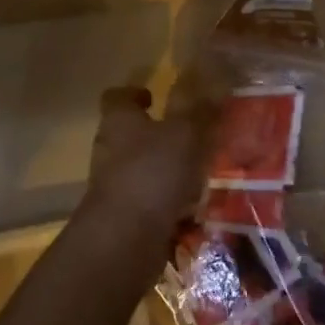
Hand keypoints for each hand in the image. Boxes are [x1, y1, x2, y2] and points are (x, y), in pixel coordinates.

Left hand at [81, 83, 218, 244]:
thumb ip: (200, 110)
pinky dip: (168, 205)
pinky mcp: (123, 219)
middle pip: (128, 135)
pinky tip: (195, 210)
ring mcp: (113, 187)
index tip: (152, 96)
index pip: (116, 98)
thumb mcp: (185, 134)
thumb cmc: (152, 173)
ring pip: (141, 170)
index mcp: (118, 122)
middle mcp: (109, 151)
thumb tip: (216, 83)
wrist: (125, 241)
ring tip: (200, 174)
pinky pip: (149, 204)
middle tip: (189, 136)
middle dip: (156, 135)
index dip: (133, 94)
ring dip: (165, 171)